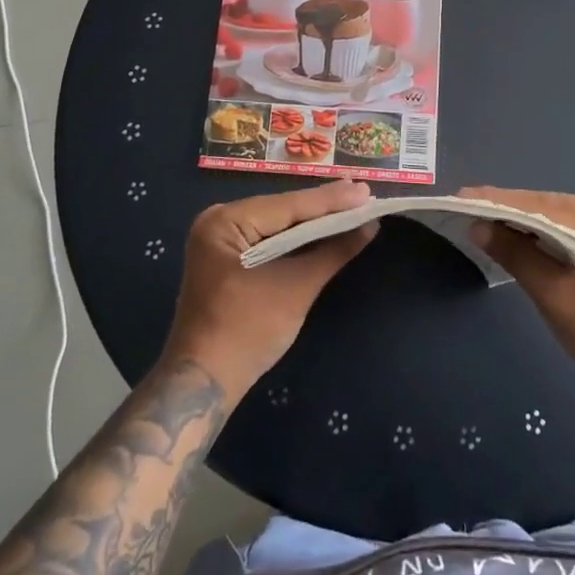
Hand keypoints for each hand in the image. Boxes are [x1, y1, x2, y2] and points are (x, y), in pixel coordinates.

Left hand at [162, 179, 378, 396]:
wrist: (204, 384)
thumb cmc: (247, 332)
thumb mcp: (295, 289)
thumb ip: (333, 252)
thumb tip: (370, 225)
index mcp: (224, 221)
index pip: (288, 205)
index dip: (331, 200)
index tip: (366, 190)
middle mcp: (218, 221)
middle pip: (282, 211)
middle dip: (324, 208)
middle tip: (365, 195)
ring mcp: (220, 241)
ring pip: (277, 225)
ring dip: (313, 223)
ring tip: (353, 207)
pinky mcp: (227, 259)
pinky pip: (269, 240)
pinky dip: (296, 240)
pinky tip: (324, 231)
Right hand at [465, 188, 574, 405]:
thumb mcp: (558, 297)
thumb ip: (518, 256)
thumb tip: (479, 226)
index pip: (546, 204)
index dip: (501, 202)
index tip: (463, 195)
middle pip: (553, 208)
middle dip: (510, 210)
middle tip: (467, 206)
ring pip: (561, 221)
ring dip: (525, 224)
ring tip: (483, 219)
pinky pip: (572, 235)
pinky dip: (544, 238)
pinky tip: (519, 239)